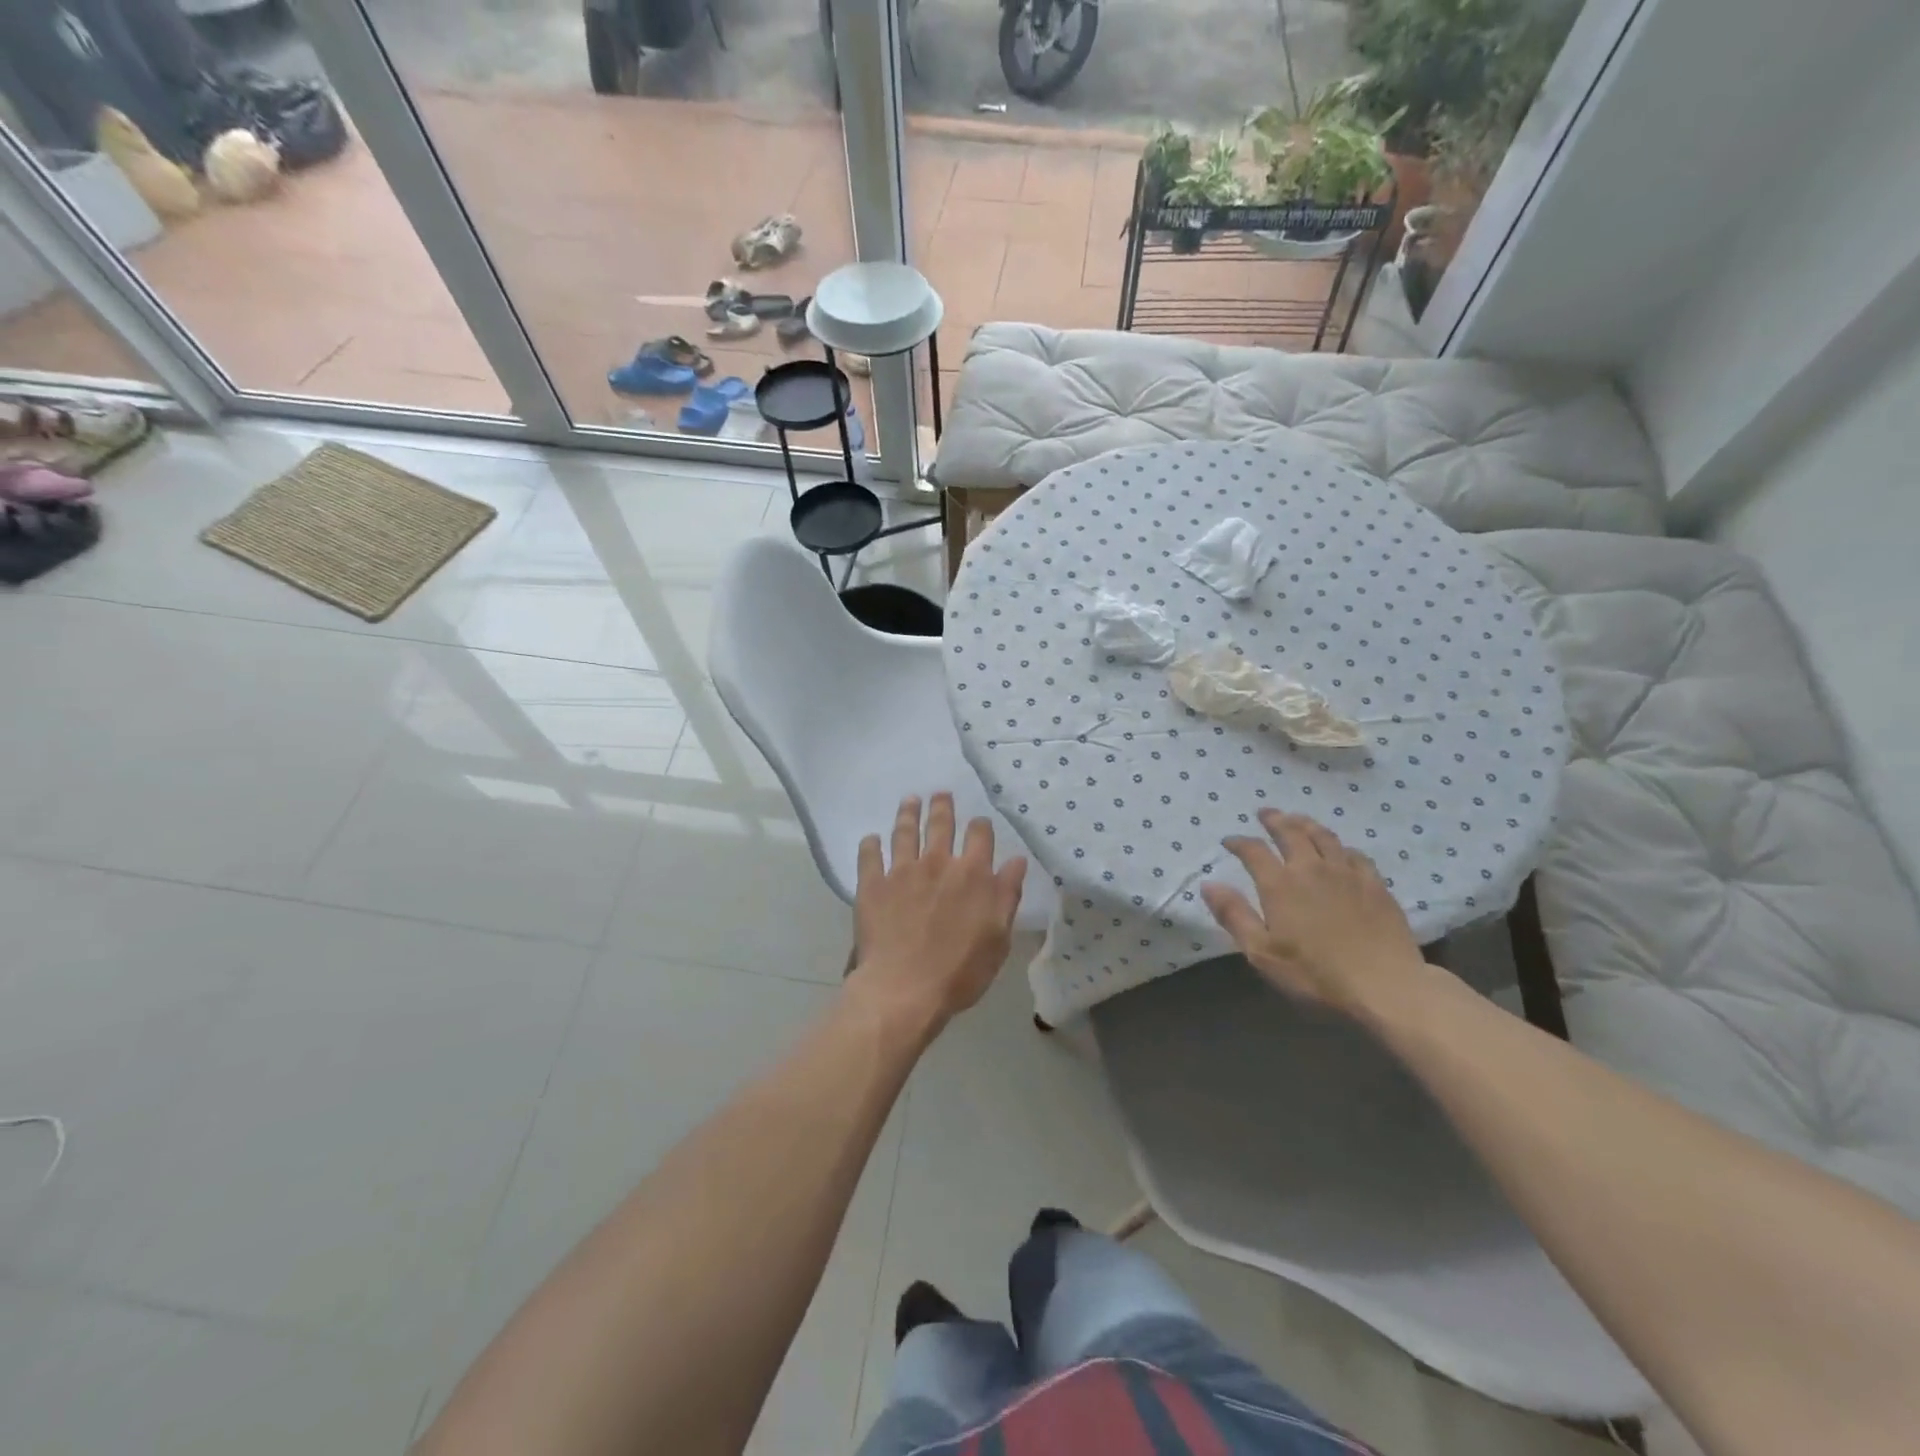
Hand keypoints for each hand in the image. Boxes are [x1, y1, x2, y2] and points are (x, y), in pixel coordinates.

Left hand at [848, 794, 1026, 1038]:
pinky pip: (869, 856)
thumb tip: (1016, 860)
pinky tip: (871, 838)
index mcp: (972, 874)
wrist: (905, 988)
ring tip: (910, 800)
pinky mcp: (873, 884)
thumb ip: (1007, 895)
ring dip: (908, 813)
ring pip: (905, 831)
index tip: (978, 822)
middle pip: (940, 824)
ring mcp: (902, 871)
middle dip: (942, 806)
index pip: (980, 835)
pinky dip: (870, 844)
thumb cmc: (960, 971)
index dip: (980, 825)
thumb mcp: (999, 938)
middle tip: (940, 794)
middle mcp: (938, 862)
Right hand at [1201, 810, 1425, 1018]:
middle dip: (1274, 820)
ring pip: (1324, 836)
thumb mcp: (1262, 953)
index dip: (1239, 842)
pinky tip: (1340, 850)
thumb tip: (1209, 884)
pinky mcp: (1375, 885)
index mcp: (1280, 884)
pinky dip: (1341, 846)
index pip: (1253, 851)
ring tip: (1297, 819)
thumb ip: (1234, 915)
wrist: (1386, 987)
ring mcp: (1347, 874)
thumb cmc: (1315, 974)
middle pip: (1290, 832)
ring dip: (1306, 823)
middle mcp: (1311, 868)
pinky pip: (1355, 854)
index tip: (1228, 841)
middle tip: (1265, 813)